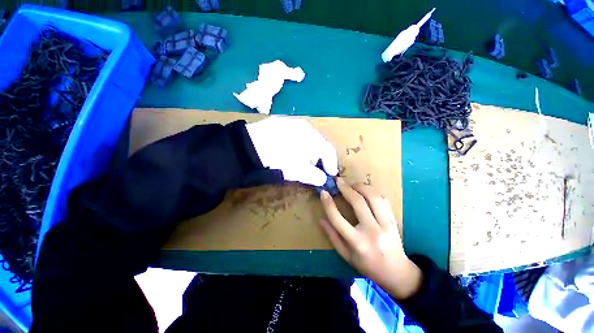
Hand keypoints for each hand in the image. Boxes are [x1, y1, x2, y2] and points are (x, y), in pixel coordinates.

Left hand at [246, 117, 337, 185]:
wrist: (246, 147)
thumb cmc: (276, 160)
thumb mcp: (297, 171)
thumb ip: (314, 176)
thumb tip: (323, 180)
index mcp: (312, 137)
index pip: (329, 151)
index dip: (331, 165)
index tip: (329, 177)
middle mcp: (305, 125)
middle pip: (319, 144)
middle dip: (318, 159)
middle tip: (313, 171)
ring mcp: (292, 122)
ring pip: (307, 139)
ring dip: (308, 152)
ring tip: (299, 162)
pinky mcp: (280, 122)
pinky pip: (296, 134)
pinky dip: (297, 145)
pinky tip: (288, 151)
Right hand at [319, 178, 422, 299]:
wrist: (397, 273)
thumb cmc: (367, 265)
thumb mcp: (345, 255)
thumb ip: (332, 236)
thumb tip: (321, 219)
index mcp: (357, 242)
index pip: (338, 219)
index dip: (328, 204)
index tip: (324, 193)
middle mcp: (372, 231)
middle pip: (358, 202)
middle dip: (346, 188)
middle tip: (338, 180)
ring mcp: (386, 225)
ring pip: (373, 197)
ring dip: (361, 186)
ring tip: (352, 184)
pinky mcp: (394, 220)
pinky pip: (383, 200)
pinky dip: (373, 192)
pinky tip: (365, 191)